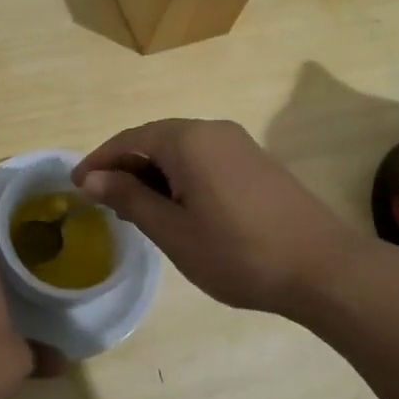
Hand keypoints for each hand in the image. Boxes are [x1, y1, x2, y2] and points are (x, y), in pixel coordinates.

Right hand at [73, 118, 373, 316]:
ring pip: (181, 150)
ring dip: (153, 174)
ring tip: (137, 209)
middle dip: (126, 167)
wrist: (323, 268)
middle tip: (103, 201)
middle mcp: (212, 130)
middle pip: (155, 140)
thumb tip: (92, 178)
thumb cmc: (238, 252)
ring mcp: (239, 144)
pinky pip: (204, 159)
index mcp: (187, 140)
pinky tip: (178, 208)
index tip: (76, 186)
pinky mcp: (256, 162)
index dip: (99, 161)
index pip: (130, 140)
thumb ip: (129, 198)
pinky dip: (180, 177)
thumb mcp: (172, 231)